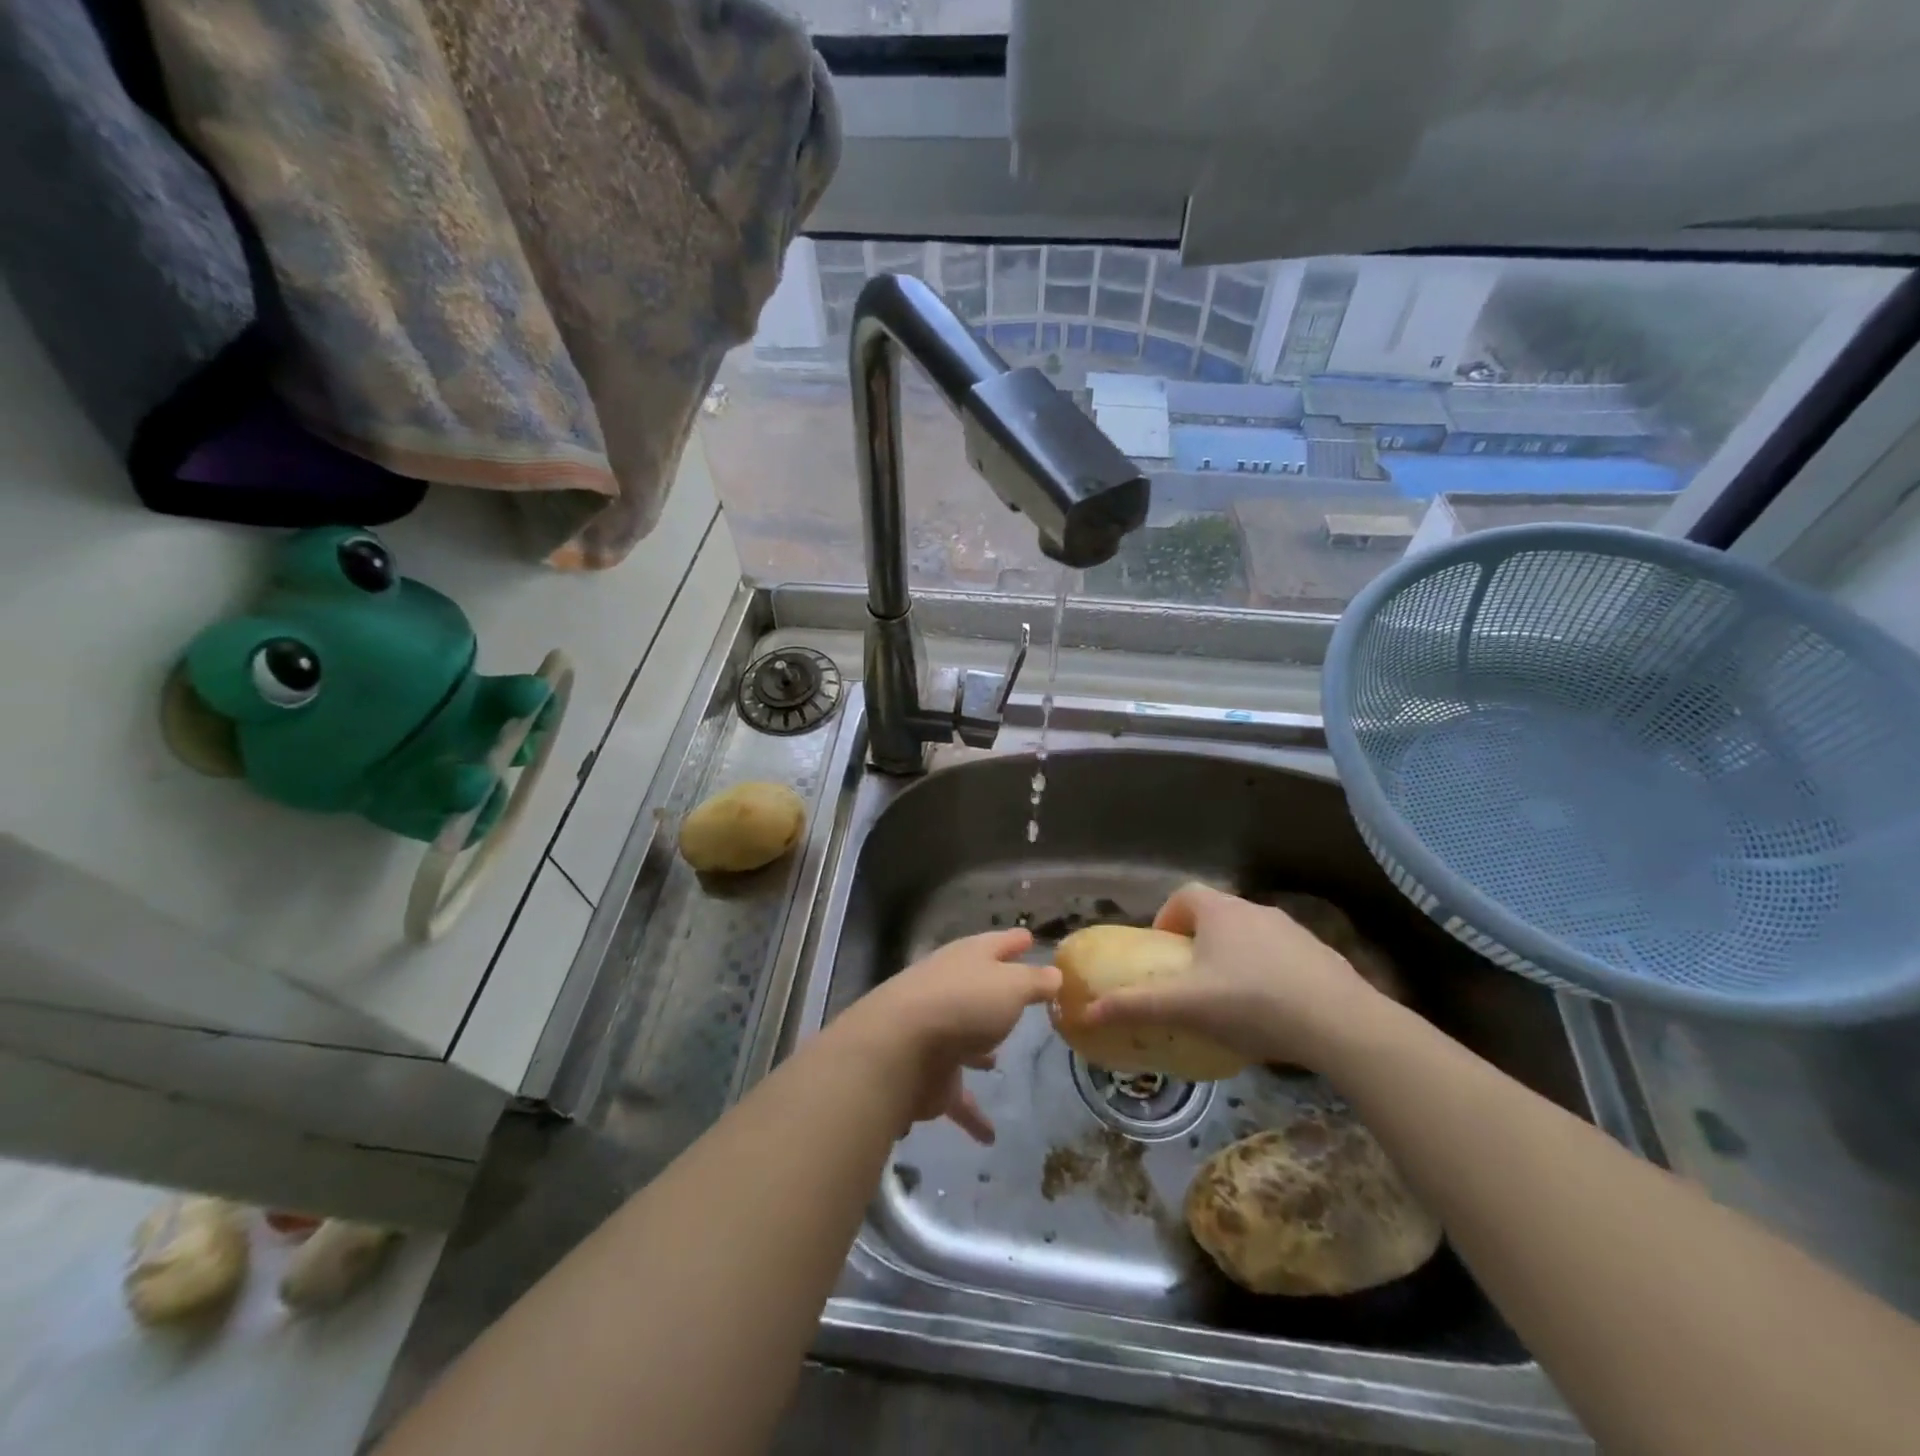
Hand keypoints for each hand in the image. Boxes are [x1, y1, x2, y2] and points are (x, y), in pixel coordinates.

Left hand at [830, 929, 1059, 1144]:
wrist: (900, 1049)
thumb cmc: (964, 1004)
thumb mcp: (1012, 986)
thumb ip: (1035, 981)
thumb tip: (1055, 974)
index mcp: (968, 959)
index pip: (996, 944)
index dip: (1014, 941)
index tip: (1029, 938)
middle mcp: (950, 990)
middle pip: (977, 988)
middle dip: (996, 994)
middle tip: (1020, 999)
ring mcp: (936, 1032)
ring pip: (963, 1039)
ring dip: (978, 1049)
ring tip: (997, 1060)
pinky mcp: (930, 1075)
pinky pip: (958, 1096)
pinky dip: (973, 1114)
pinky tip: (989, 1135)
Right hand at [1078, 883, 1391, 1070]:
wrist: (1342, 1024)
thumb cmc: (1252, 1003)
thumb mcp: (1186, 1006)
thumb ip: (1136, 1005)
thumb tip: (1085, 1012)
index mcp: (1220, 911)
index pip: (1184, 896)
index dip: (1167, 918)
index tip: (1164, 952)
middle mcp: (1255, 910)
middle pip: (1216, 915)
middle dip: (1199, 942)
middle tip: (1192, 980)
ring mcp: (1293, 931)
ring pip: (1250, 935)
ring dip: (1234, 957)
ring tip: (1230, 1000)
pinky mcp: (1322, 956)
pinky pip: (1282, 957)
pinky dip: (1268, 973)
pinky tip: (1272, 1012)